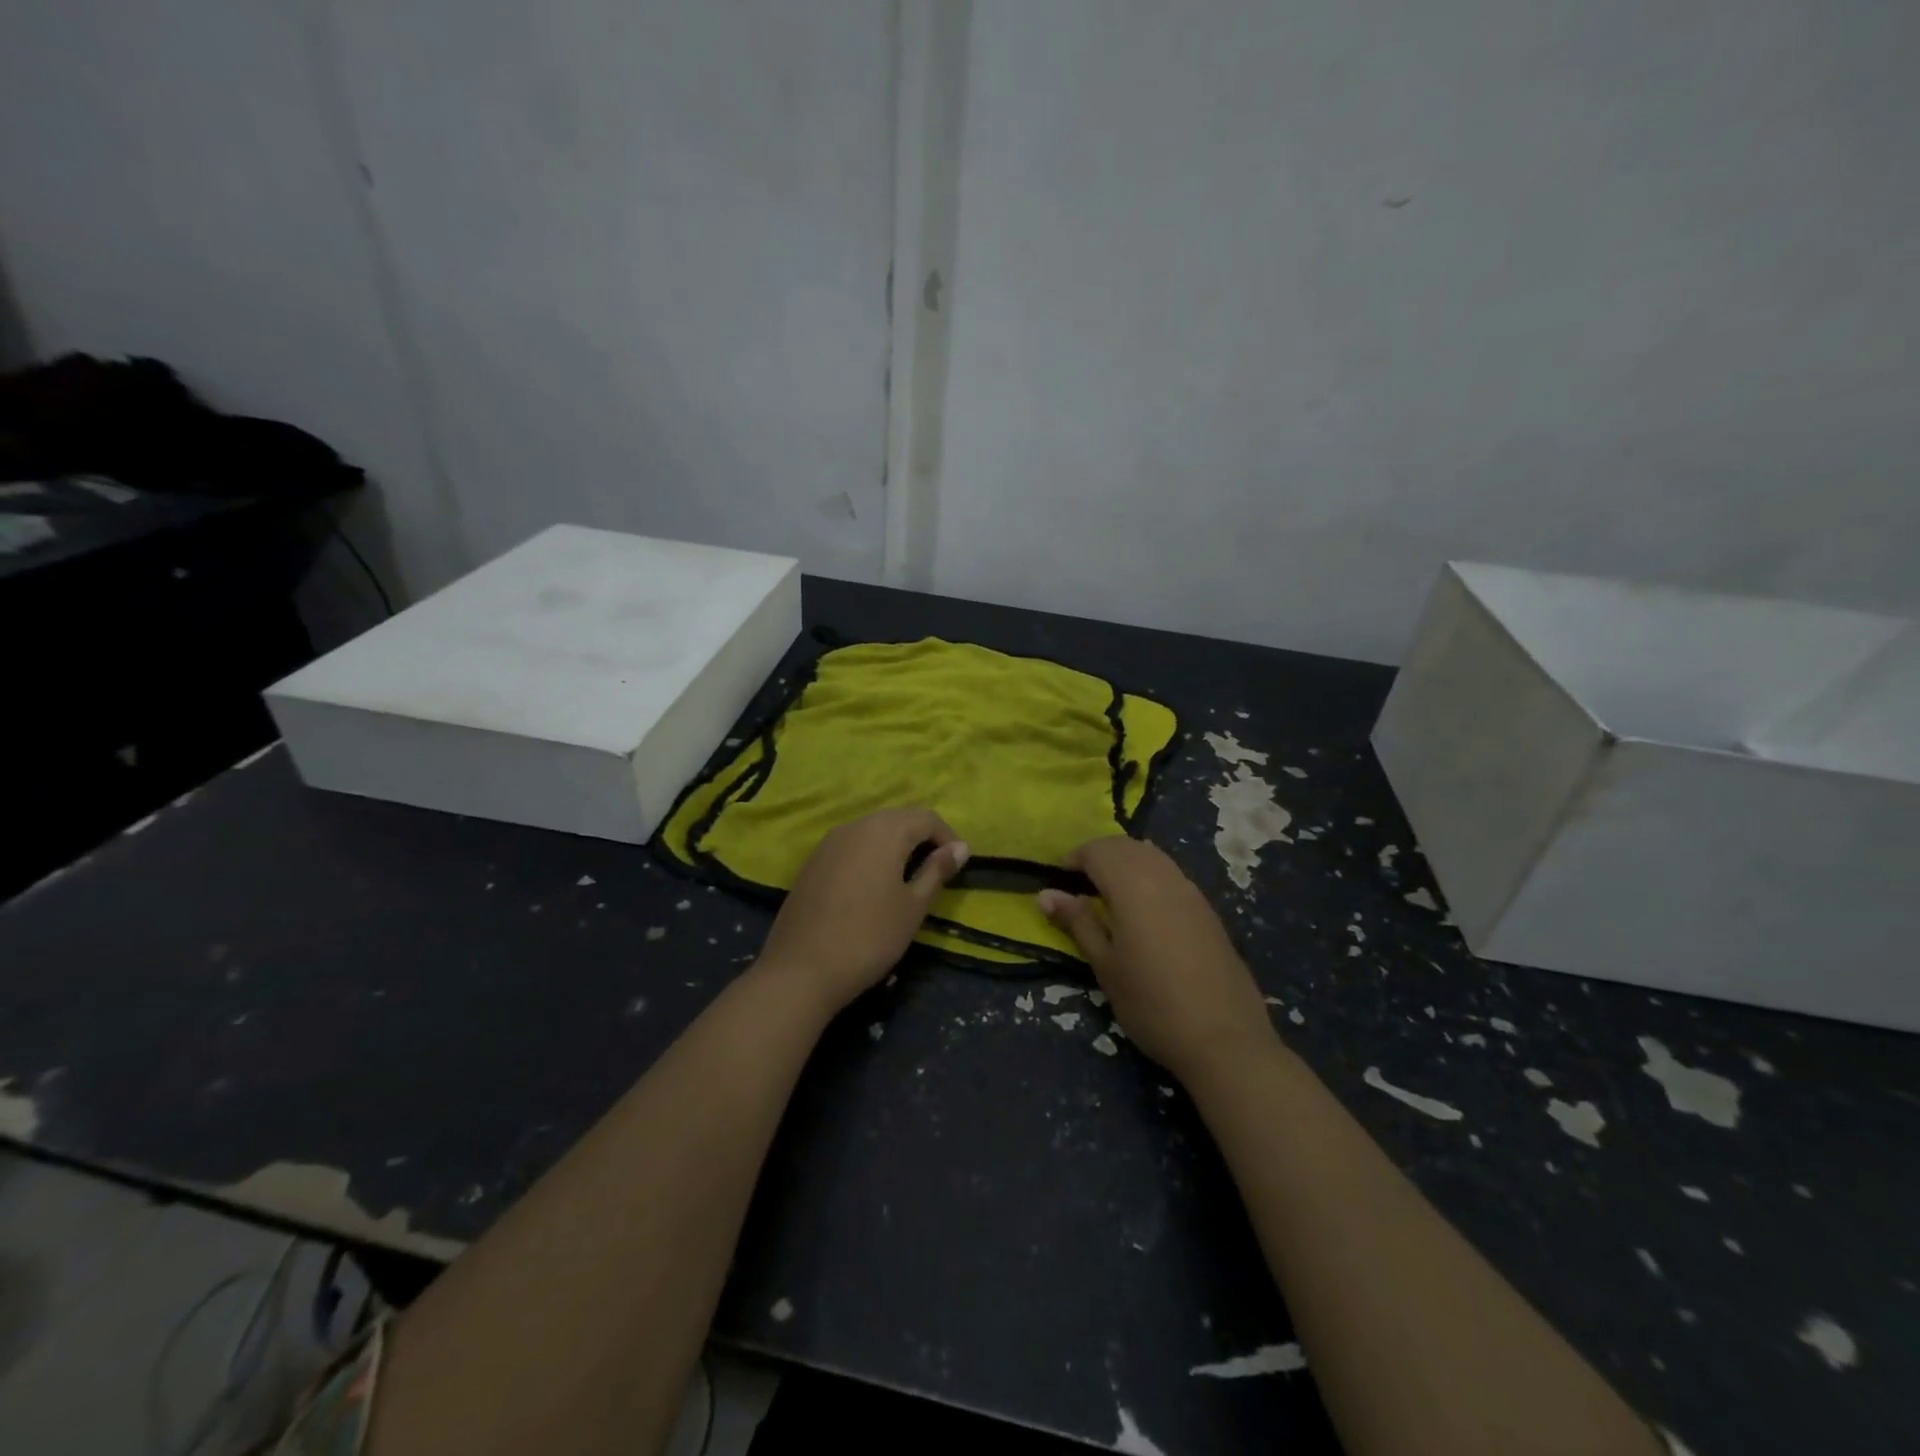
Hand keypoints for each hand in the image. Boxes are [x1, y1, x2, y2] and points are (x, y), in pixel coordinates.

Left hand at [757, 808, 969, 1013]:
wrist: (802, 969)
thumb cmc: (870, 936)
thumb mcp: (913, 906)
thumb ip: (937, 870)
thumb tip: (960, 847)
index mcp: (884, 831)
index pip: (926, 818)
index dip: (948, 837)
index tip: (958, 866)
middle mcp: (855, 826)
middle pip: (897, 819)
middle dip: (921, 839)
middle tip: (936, 872)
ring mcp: (828, 843)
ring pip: (871, 831)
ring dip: (894, 847)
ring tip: (907, 880)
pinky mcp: (812, 862)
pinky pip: (850, 847)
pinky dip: (869, 857)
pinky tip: (872, 888)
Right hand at [1039, 837, 1274, 1079]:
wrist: (1225, 1039)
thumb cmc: (1152, 1004)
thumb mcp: (1105, 966)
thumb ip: (1078, 922)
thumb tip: (1045, 895)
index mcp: (1133, 886)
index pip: (1097, 850)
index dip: (1074, 859)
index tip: (1059, 884)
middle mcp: (1163, 876)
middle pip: (1125, 846)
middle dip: (1098, 856)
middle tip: (1079, 887)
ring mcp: (1190, 890)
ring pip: (1151, 856)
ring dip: (1124, 863)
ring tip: (1108, 896)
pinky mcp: (1207, 909)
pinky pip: (1170, 873)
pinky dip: (1148, 875)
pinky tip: (1143, 910)